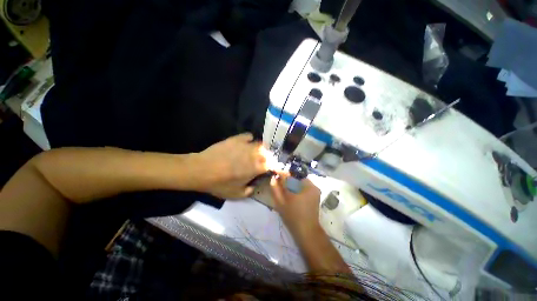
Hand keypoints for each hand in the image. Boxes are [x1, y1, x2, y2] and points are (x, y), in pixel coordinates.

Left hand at [197, 133, 268, 198]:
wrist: (201, 170)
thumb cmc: (219, 184)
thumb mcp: (236, 194)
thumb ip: (249, 191)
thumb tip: (254, 187)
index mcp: (256, 168)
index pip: (272, 165)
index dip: (275, 166)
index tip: (274, 168)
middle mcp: (254, 155)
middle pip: (268, 153)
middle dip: (269, 157)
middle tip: (264, 161)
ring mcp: (245, 145)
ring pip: (260, 144)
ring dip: (261, 148)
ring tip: (257, 152)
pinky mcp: (237, 139)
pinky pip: (249, 136)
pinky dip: (250, 139)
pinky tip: (246, 143)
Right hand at [270, 174, 322, 238]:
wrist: (307, 231)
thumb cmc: (292, 217)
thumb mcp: (280, 203)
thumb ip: (275, 189)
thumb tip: (273, 178)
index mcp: (304, 186)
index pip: (290, 175)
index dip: (281, 174)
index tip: (275, 173)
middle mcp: (311, 185)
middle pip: (296, 177)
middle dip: (287, 179)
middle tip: (279, 183)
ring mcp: (315, 189)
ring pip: (300, 181)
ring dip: (292, 183)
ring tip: (285, 190)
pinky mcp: (316, 194)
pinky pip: (304, 186)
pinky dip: (297, 188)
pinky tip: (292, 194)